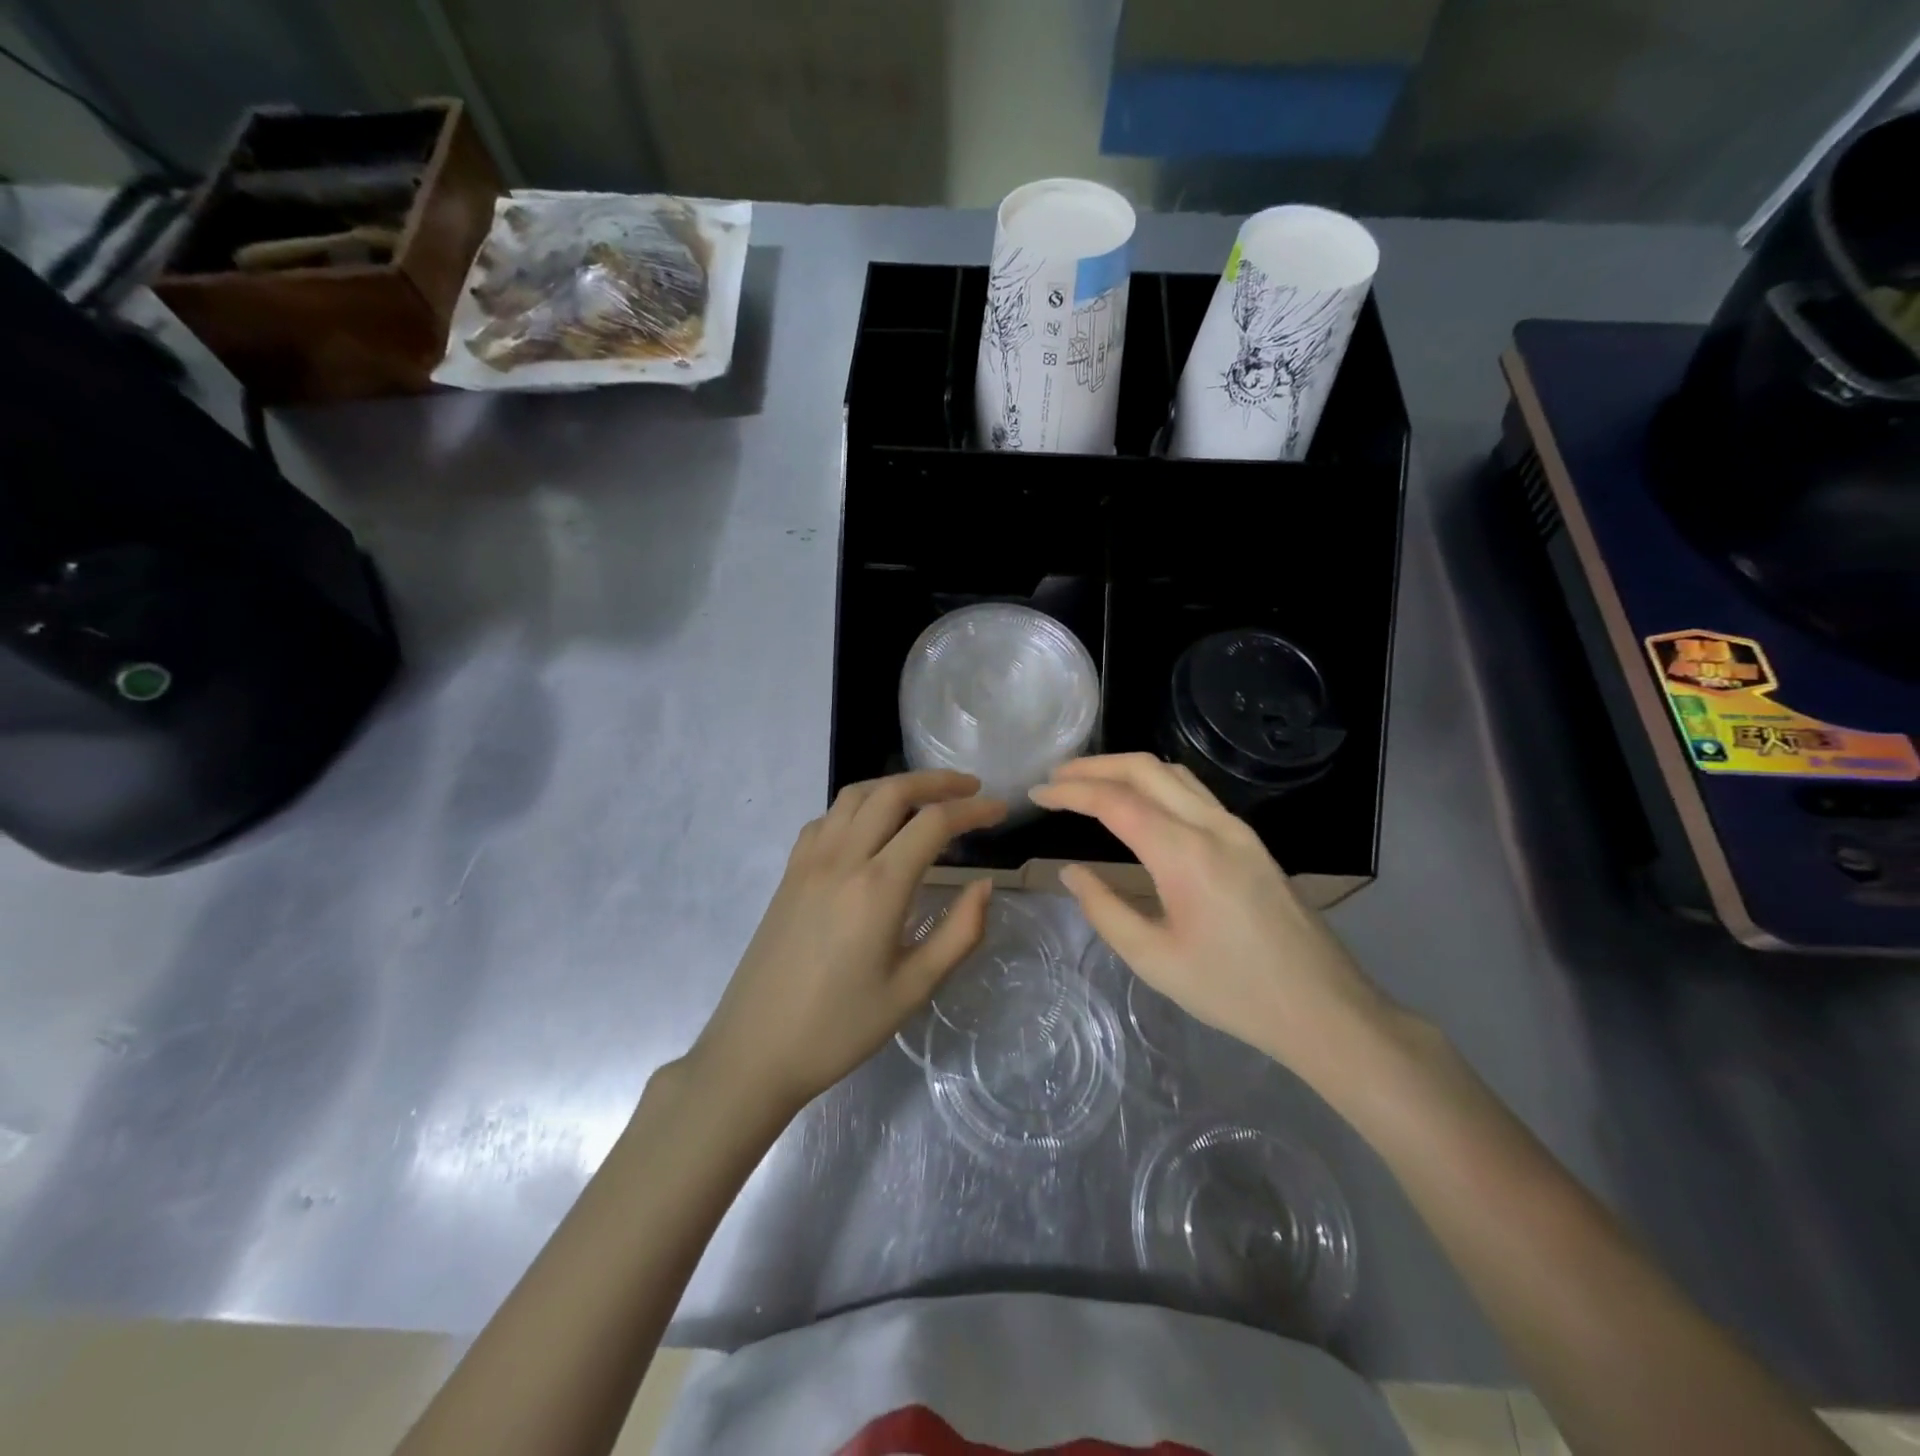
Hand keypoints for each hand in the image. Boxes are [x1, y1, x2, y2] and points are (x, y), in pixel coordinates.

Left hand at [691, 771, 1006, 1111]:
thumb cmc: (840, 1027)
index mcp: (878, 887)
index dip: (973, 810)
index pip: (933, 823)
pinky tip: (871, 828)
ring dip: (896, 785)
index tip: (1000, 810)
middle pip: (892, 792)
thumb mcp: (913, 989)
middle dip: (937, 782)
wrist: (754, 1049)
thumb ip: (958, 933)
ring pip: (855, 795)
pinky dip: (858, 805)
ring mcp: (809, 860)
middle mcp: (842, 858)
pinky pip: (828, 817)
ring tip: (926, 798)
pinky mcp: (789, 871)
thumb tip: (984, 886)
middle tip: (970, 788)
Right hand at [1030, 754, 1387, 1087]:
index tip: (1037, 793)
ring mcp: (1237, 828)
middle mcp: (1212, 826)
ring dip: (1126, 768)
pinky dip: (1155, 782)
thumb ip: (1104, 910)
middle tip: (1055, 777)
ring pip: (1173, 773)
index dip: (1070, 791)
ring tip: (1089, 782)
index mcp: (1185, 854)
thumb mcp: (1153, 960)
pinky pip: (1194, 791)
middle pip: (1145, 769)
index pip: (1115, 801)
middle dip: (1094, 765)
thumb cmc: (1233, 991)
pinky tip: (1139, 802)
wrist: (1322, 1007)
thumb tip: (1071, 872)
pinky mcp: (1250, 840)